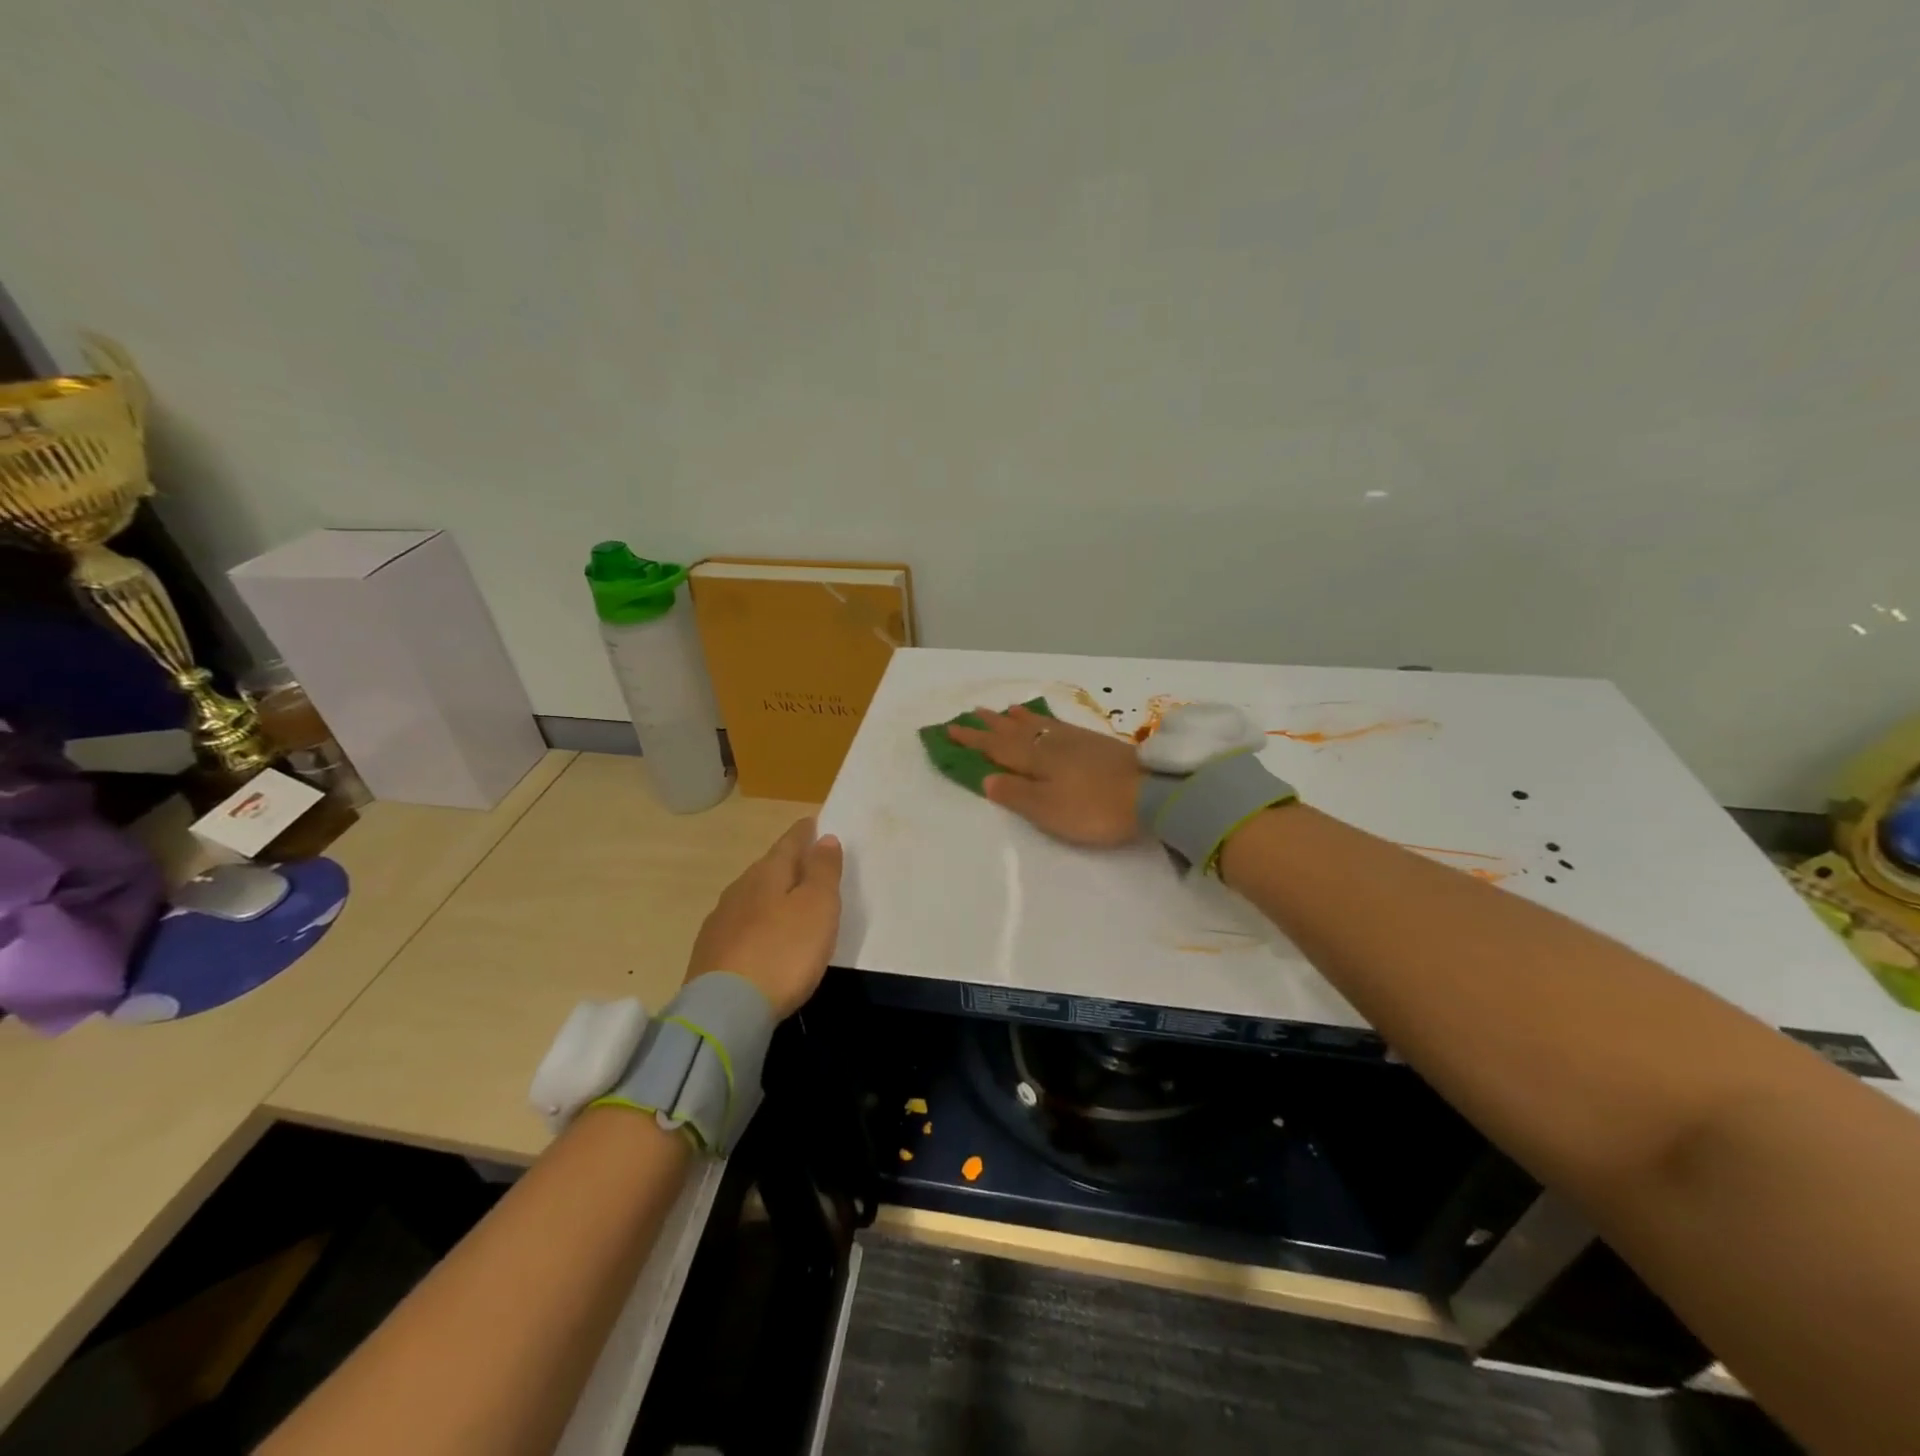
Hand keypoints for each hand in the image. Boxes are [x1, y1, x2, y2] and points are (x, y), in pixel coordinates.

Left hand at [685, 818, 842, 1017]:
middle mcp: (739, 889)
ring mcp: (720, 922)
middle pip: (767, 868)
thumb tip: (824, 838)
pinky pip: (739, 925)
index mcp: (767, 873)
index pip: (789, 843)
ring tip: (786, 901)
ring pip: (750, 896)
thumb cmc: (784, 951)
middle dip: (786, 863)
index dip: (804, 833)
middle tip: (805, 863)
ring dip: (769, 894)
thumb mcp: (818, 907)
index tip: (812, 823)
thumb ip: (823, 871)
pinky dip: (755, 923)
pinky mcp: (709, 953)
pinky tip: (761, 936)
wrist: (726, 1009)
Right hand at [947, 703, 1143, 846]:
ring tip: (1005, 710)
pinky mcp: (1095, 743)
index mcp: (1034, 759)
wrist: (1152, 792)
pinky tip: (1048, 721)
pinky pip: (1059, 725)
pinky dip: (1045, 720)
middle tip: (971, 712)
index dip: (973, 739)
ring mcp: (1075, 740)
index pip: (996, 747)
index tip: (950, 728)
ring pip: (1037, 724)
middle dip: (991, 724)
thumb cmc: (1094, 807)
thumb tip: (986, 778)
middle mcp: (1050, 743)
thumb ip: (1015, 794)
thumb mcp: (1047, 809)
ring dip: (1017, 718)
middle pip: (1014, 731)